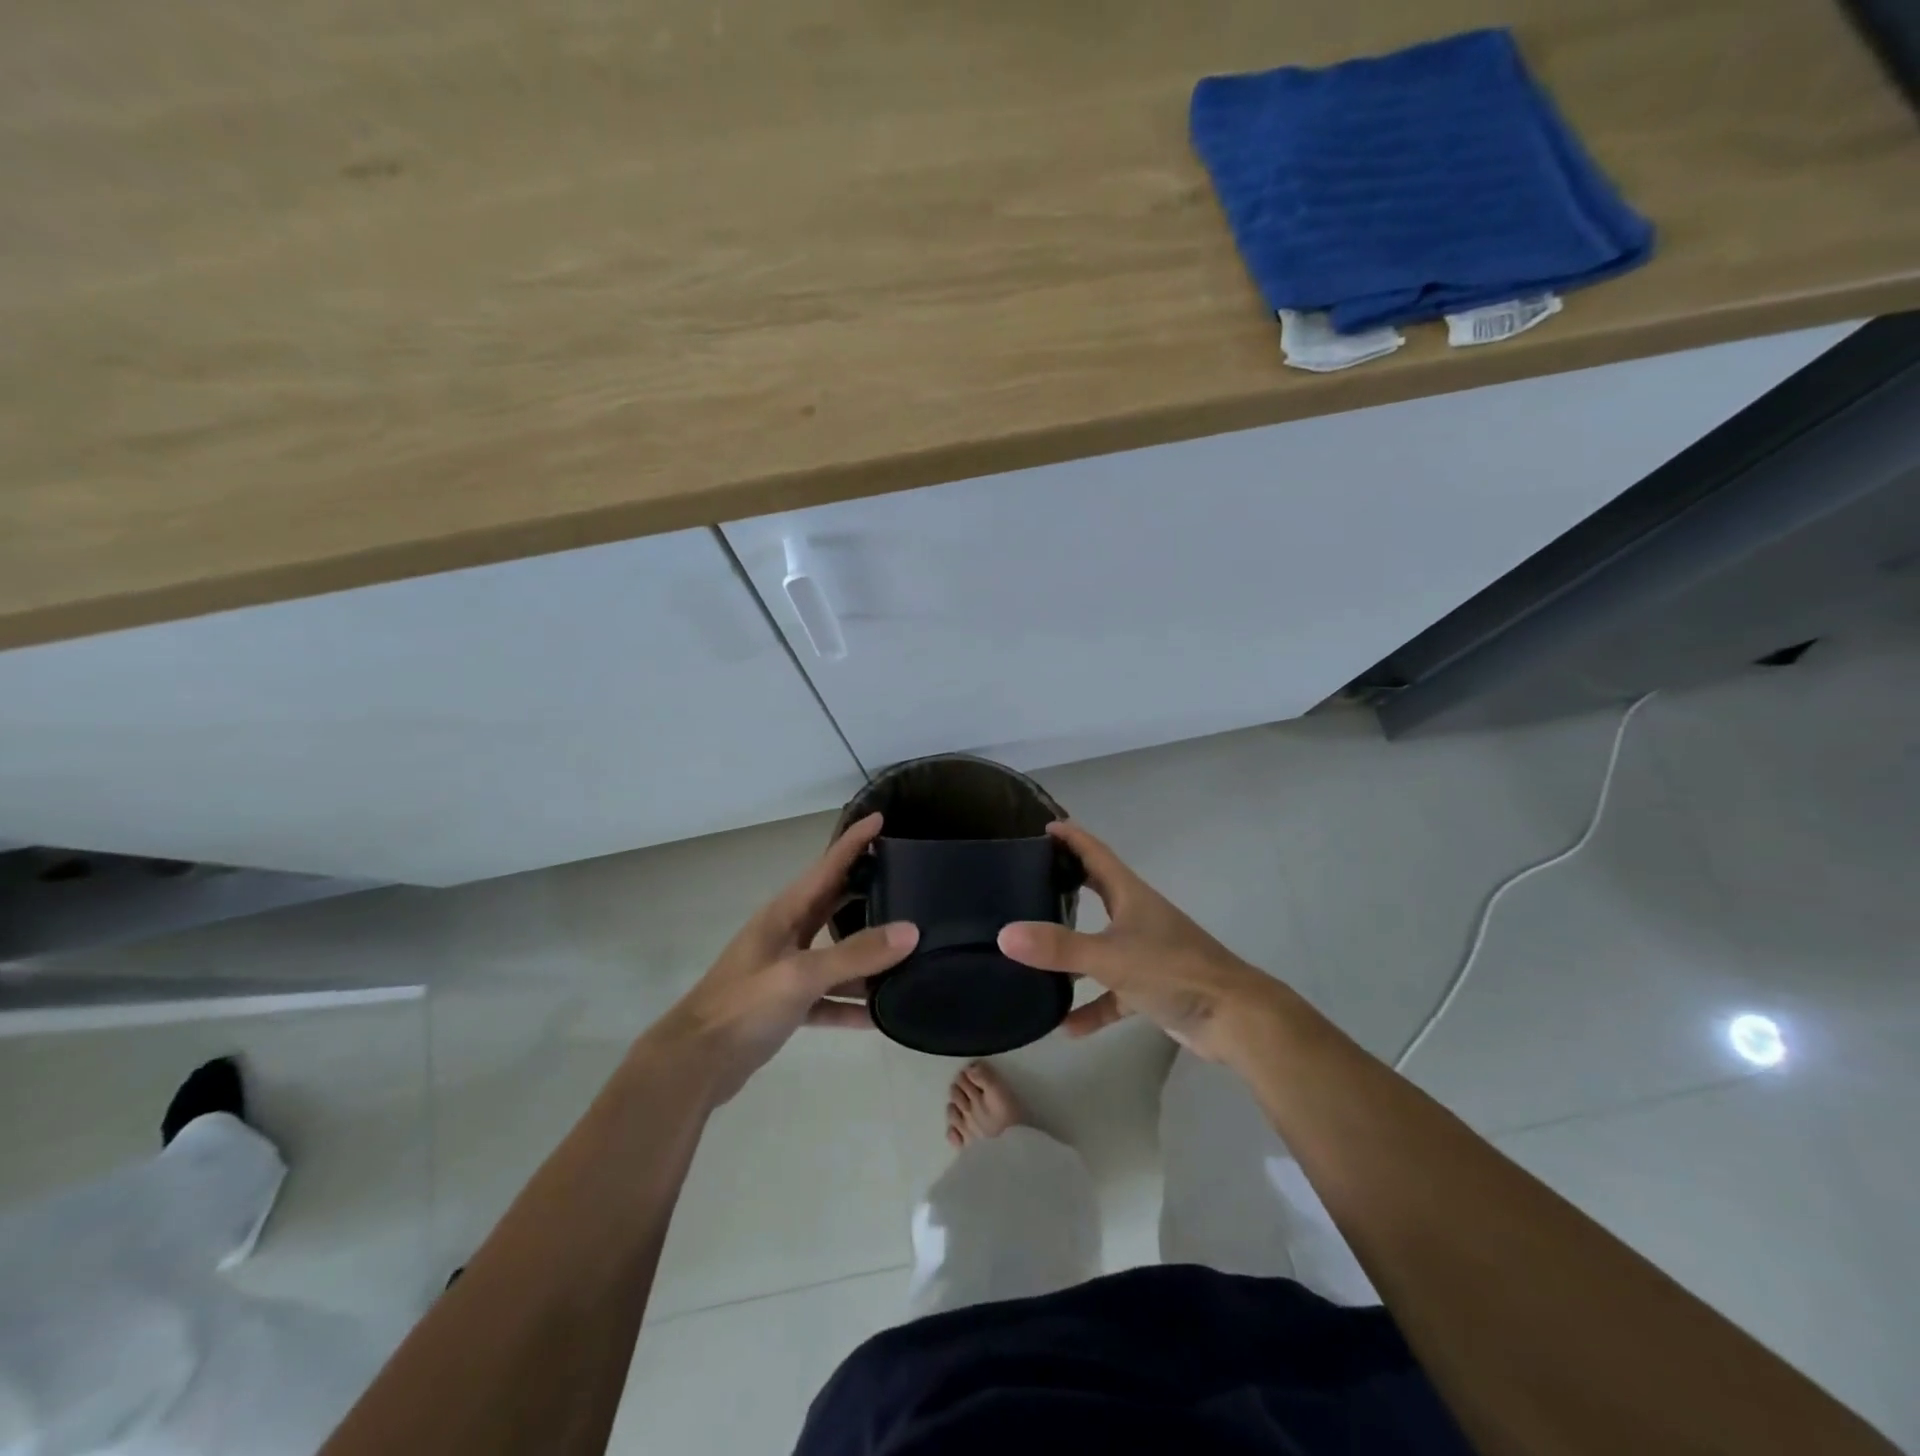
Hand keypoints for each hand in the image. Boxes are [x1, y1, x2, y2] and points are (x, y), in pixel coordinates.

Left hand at [652, 813, 916, 1103]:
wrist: (694, 1064)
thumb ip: (855, 954)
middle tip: (908, 879)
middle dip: (867, 890)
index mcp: (785, 913)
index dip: (853, 841)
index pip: (827, 866)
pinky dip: (850, 1003)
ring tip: (909, 952)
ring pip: (836, 954)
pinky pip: (828, 997)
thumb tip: (911, 931)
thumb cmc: (743, 1006)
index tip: (880, 818)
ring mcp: (786, 971)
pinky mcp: (786, 1005)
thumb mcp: (801, 975)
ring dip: (866, 956)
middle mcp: (786, 934)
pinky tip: (879, 1016)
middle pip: (834, 904)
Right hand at [997, 821, 1289, 1064]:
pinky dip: (1092, 1006)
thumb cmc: (1174, 970)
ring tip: (1033, 955)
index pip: (1096, 854)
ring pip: (1100, 946)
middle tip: (1028, 881)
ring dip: (1072, 953)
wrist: (1234, 1019)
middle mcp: (1137, 917)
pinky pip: (1112, 993)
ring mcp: (1145, 953)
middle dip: (1067, 884)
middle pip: (1097, 893)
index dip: (1071, 838)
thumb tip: (1005, 935)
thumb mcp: (1110, 957)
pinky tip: (1066, 1026)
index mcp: (1130, 895)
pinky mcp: (1151, 988)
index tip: (1044, 827)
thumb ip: (1058, 947)